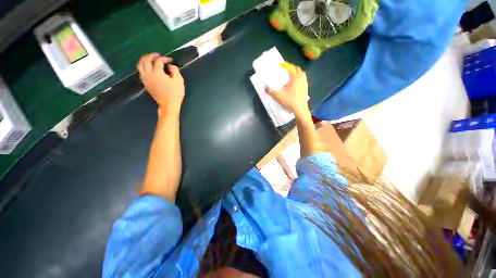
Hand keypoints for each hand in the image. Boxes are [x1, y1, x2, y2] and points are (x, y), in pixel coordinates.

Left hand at [137, 53, 184, 114]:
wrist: (168, 105)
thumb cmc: (175, 93)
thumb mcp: (179, 81)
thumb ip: (175, 71)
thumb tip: (170, 66)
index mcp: (158, 73)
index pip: (159, 61)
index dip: (164, 59)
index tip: (170, 60)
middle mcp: (149, 74)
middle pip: (145, 60)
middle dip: (151, 56)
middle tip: (157, 55)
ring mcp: (146, 80)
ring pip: (140, 66)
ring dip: (144, 60)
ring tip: (150, 59)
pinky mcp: (145, 84)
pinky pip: (141, 72)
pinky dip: (143, 67)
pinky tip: (148, 68)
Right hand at [265, 64, 308, 115]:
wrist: (300, 109)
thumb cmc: (289, 100)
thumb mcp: (278, 96)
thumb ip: (270, 91)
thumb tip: (264, 88)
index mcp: (295, 77)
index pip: (290, 67)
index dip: (285, 65)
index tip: (280, 64)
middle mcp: (301, 78)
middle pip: (297, 69)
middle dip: (291, 67)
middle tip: (285, 69)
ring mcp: (305, 83)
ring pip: (301, 74)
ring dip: (296, 72)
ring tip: (290, 75)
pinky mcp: (306, 88)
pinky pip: (303, 79)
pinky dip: (299, 78)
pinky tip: (294, 83)